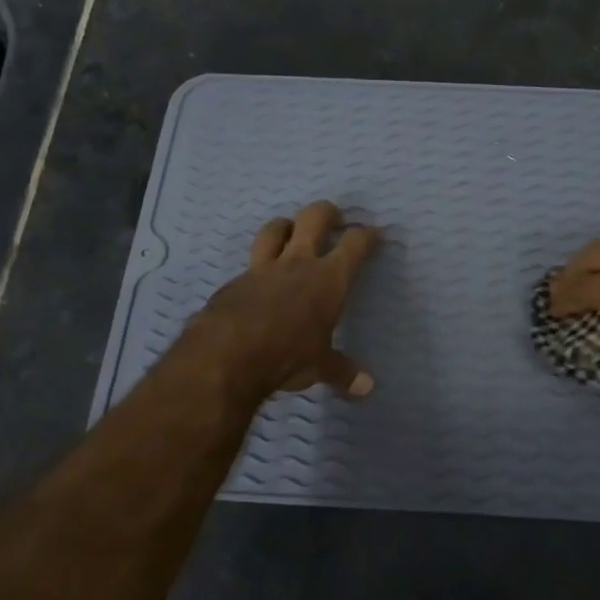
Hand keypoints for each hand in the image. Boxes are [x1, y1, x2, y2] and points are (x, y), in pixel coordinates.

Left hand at [190, 201, 380, 398]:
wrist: (227, 354)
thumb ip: (342, 371)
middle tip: (333, 217)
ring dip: (285, 225)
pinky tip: (259, 279)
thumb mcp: (319, 366)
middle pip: (313, 218)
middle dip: (326, 212)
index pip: (354, 244)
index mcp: (328, 278)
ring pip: (274, 229)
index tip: (372, 234)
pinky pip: (250, 263)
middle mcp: (297, 263)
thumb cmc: (286, 355)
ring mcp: (262, 268)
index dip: (366, 235)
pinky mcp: (235, 281)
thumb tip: (368, 387)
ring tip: (291, 231)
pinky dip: (258, 265)